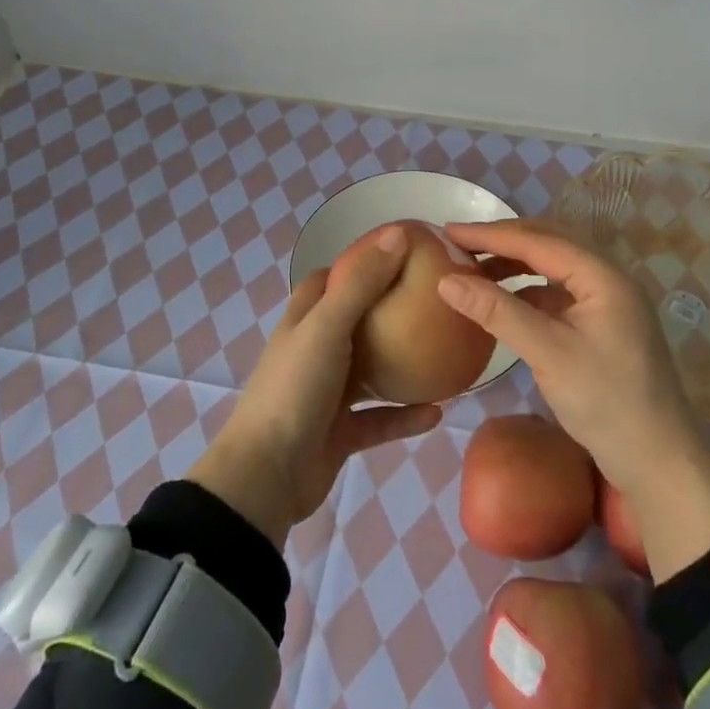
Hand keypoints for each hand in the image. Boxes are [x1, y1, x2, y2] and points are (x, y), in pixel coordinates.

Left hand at [188, 226, 440, 546]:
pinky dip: (406, 416)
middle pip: (356, 321)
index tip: (401, 254)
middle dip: (388, 310)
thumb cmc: (295, 388)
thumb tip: (398, 233)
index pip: (331, 279)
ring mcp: (328, 394)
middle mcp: (316, 351)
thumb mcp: (327, 326)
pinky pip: (381, 420)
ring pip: (371, 372)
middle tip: (431, 300)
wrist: (268, 475)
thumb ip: (362, 282)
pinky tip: (438, 411)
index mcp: (305, 320)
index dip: (360, 263)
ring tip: (442, 352)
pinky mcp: (341, 433)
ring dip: (401, 364)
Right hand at [440, 219, 709, 579]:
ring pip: (553, 268)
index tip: (449, 231)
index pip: (538, 240)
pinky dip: (527, 291)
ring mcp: (607, 302)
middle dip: (502, 242)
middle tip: (459, 244)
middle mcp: (608, 278)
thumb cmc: (605, 402)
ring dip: (514, 265)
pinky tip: (504, 302)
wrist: (659, 462)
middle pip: (548, 244)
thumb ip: (497, 311)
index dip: (491, 234)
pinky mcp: (602, 325)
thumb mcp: (547, 353)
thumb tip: (446, 280)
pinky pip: (558, 292)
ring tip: (475, 270)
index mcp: (602, 275)